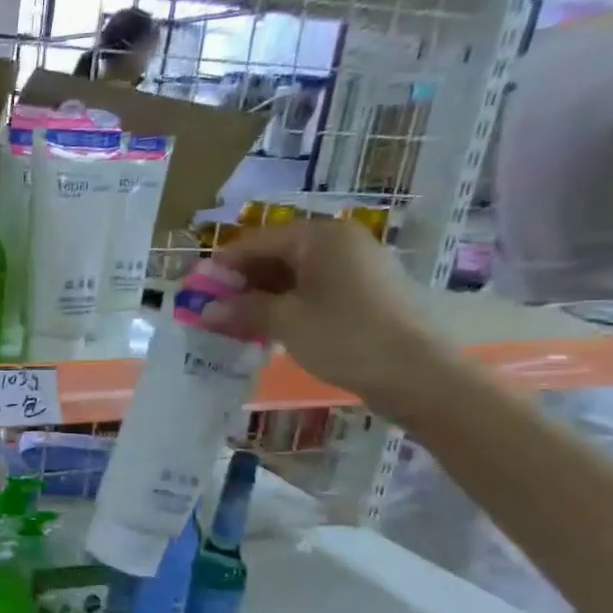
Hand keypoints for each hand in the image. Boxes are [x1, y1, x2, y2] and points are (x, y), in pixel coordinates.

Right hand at [200, 220, 457, 415]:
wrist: (417, 374)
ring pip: (295, 274)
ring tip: (235, 322)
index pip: (257, 241)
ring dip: (262, 295)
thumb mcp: (285, 322)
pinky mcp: (366, 293)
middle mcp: (341, 243)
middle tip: (213, 308)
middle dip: (242, 281)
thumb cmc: (345, 337)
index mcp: (321, 237)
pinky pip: (314, 289)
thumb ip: (242, 310)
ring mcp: (357, 268)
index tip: (195, 288)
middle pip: (277, 254)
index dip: (223, 265)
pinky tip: (268, 327)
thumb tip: (206, 310)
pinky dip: (287, 304)